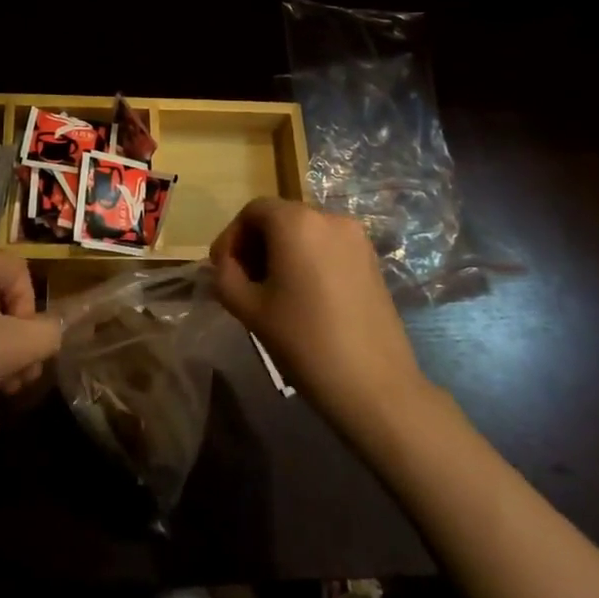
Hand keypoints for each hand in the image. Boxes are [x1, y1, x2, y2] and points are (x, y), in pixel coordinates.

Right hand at [210, 198, 433, 437]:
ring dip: (282, 253)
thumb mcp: (249, 310)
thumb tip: (227, 265)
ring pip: (305, 233)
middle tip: (243, 282)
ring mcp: (356, 238)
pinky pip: (328, 247)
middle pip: (280, 218)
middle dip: (256, 245)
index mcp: (296, 223)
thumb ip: (226, 277)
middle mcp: (328, 217)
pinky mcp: (372, 260)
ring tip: (273, 292)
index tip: (223, 270)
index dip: (232, 237)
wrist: (375, 386)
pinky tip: (304, 297)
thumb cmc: (305, 342)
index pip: (253, 211)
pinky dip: (308, 260)